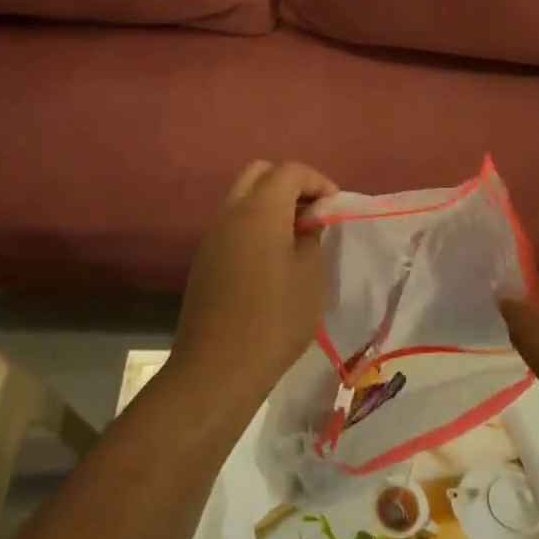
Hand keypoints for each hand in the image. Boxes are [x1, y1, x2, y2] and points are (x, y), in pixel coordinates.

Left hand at [170, 160, 338, 407]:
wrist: (218, 367)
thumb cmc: (276, 318)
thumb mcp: (312, 276)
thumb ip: (312, 239)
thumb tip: (305, 227)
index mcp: (260, 210)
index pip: (289, 171)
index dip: (318, 181)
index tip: (335, 208)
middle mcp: (231, 213)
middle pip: (259, 174)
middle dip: (290, 185)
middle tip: (313, 214)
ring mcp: (212, 236)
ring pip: (242, 199)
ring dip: (270, 206)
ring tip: (296, 238)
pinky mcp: (204, 260)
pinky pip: (232, 226)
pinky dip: (254, 227)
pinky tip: (272, 260)